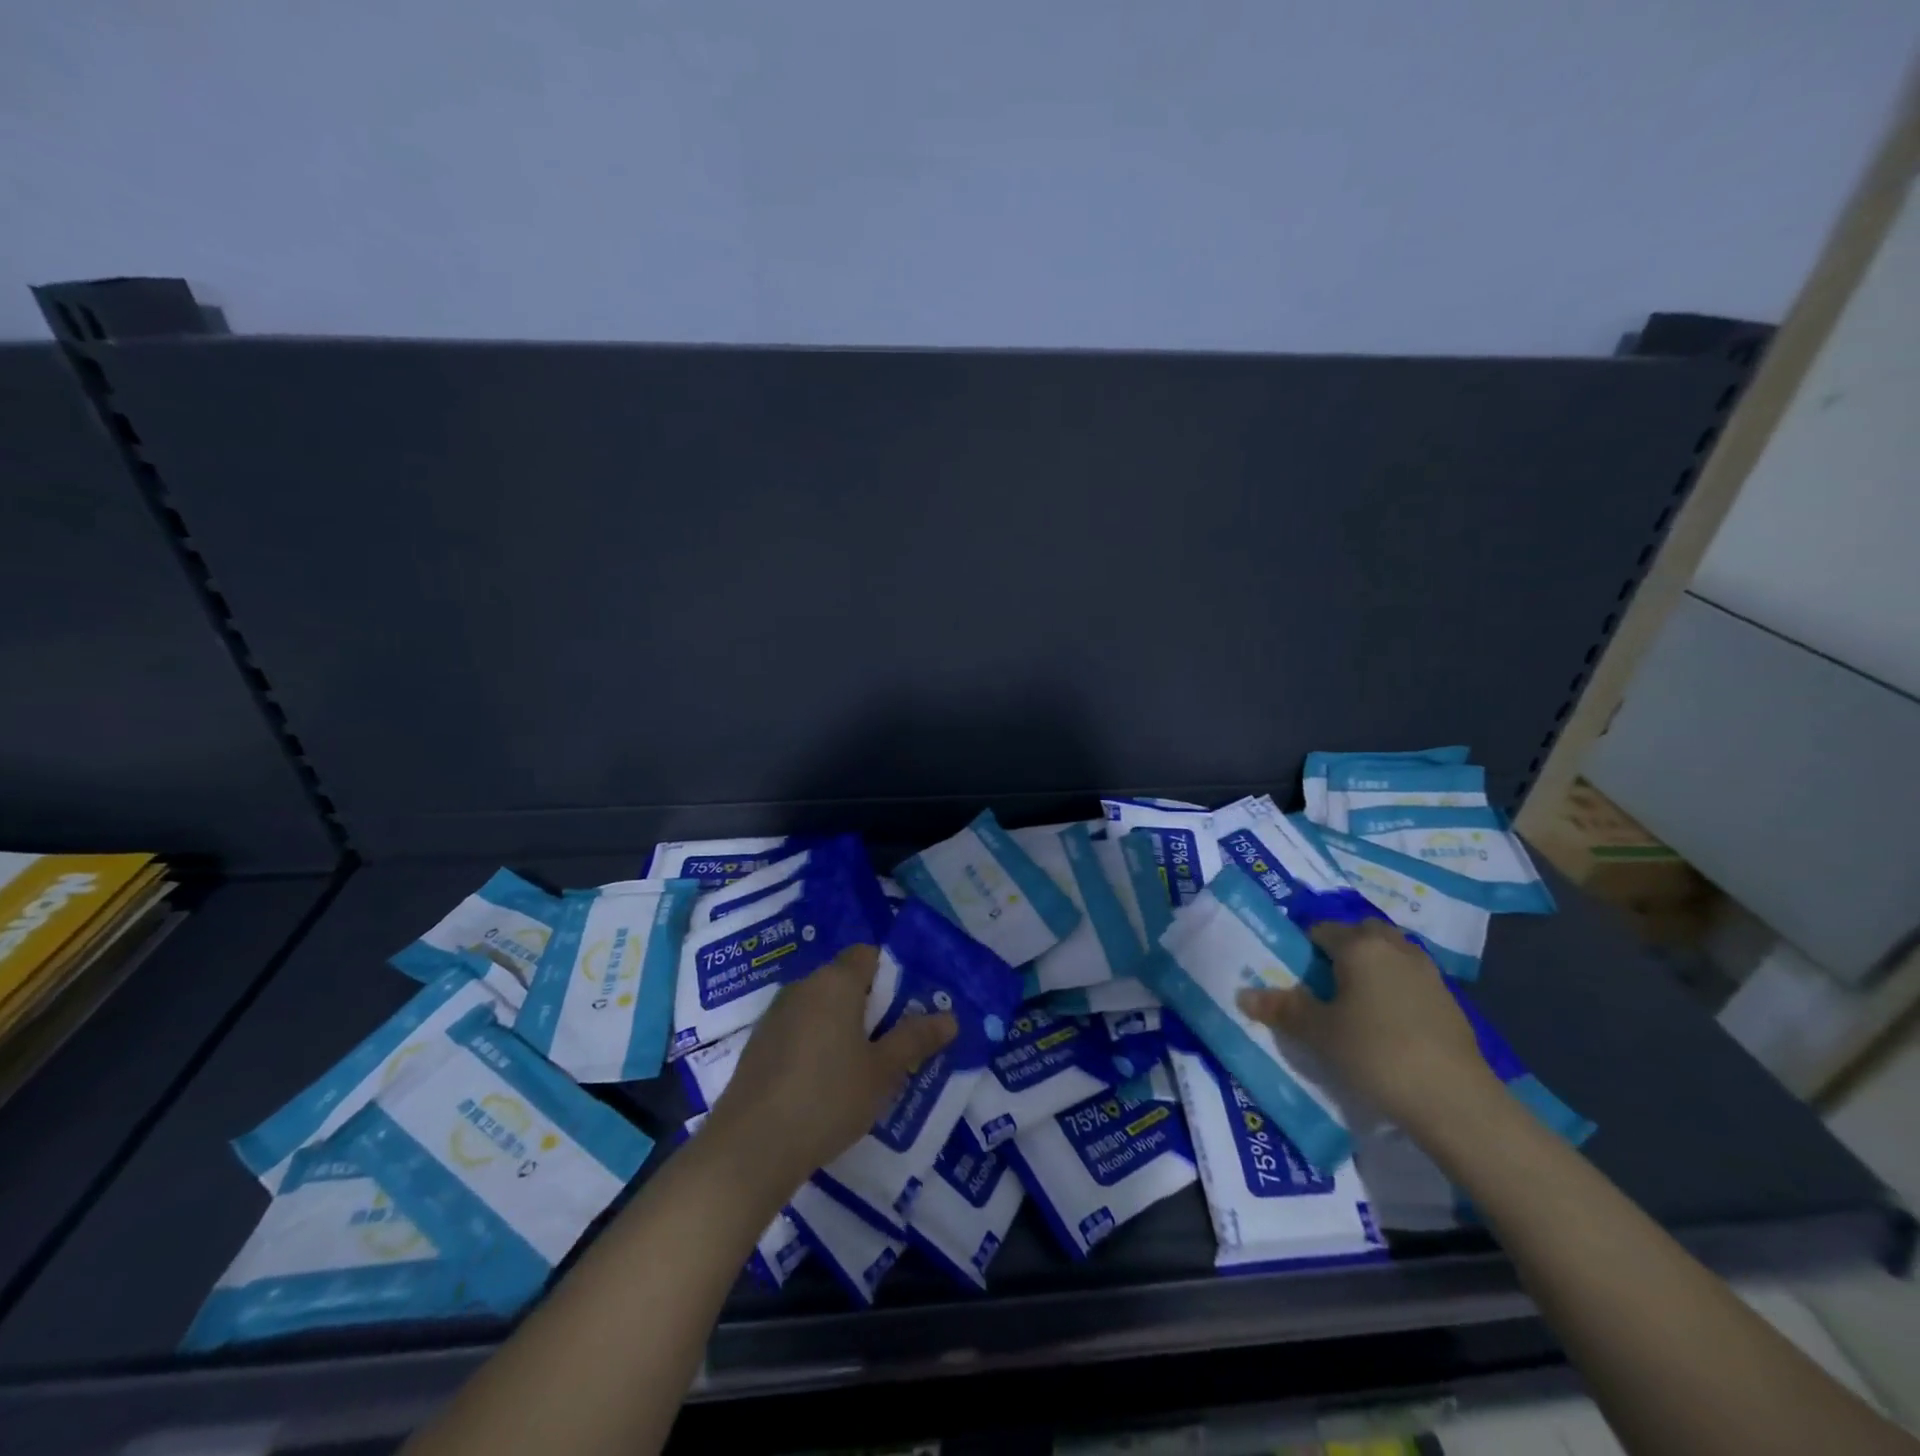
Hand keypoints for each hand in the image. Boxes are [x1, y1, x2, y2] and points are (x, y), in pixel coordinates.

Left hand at [702, 944, 957, 1203]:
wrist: (750, 1148)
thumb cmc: (827, 1098)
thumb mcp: (882, 1071)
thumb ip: (915, 1039)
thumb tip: (950, 1017)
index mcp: (835, 982)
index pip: (868, 955)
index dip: (891, 975)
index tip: (907, 1010)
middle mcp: (803, 987)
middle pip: (845, 980)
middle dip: (871, 1006)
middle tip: (894, 1044)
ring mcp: (776, 1015)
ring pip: (821, 1007)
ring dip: (843, 1028)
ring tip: (863, 1070)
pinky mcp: (758, 1045)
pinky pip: (799, 1030)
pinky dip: (817, 1045)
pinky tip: (824, 1086)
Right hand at [1236, 918, 1496, 1132]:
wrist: (1455, 1100)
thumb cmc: (1375, 1053)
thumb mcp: (1318, 1032)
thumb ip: (1282, 1008)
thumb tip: (1244, 994)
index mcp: (1359, 945)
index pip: (1320, 929)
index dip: (1302, 948)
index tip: (1293, 975)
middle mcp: (1394, 947)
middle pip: (1360, 933)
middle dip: (1340, 949)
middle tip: (1322, 983)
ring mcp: (1427, 972)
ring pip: (1389, 953)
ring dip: (1370, 966)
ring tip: (1352, 1002)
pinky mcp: (1448, 1000)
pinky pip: (1409, 978)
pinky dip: (1393, 987)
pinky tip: (1385, 1023)